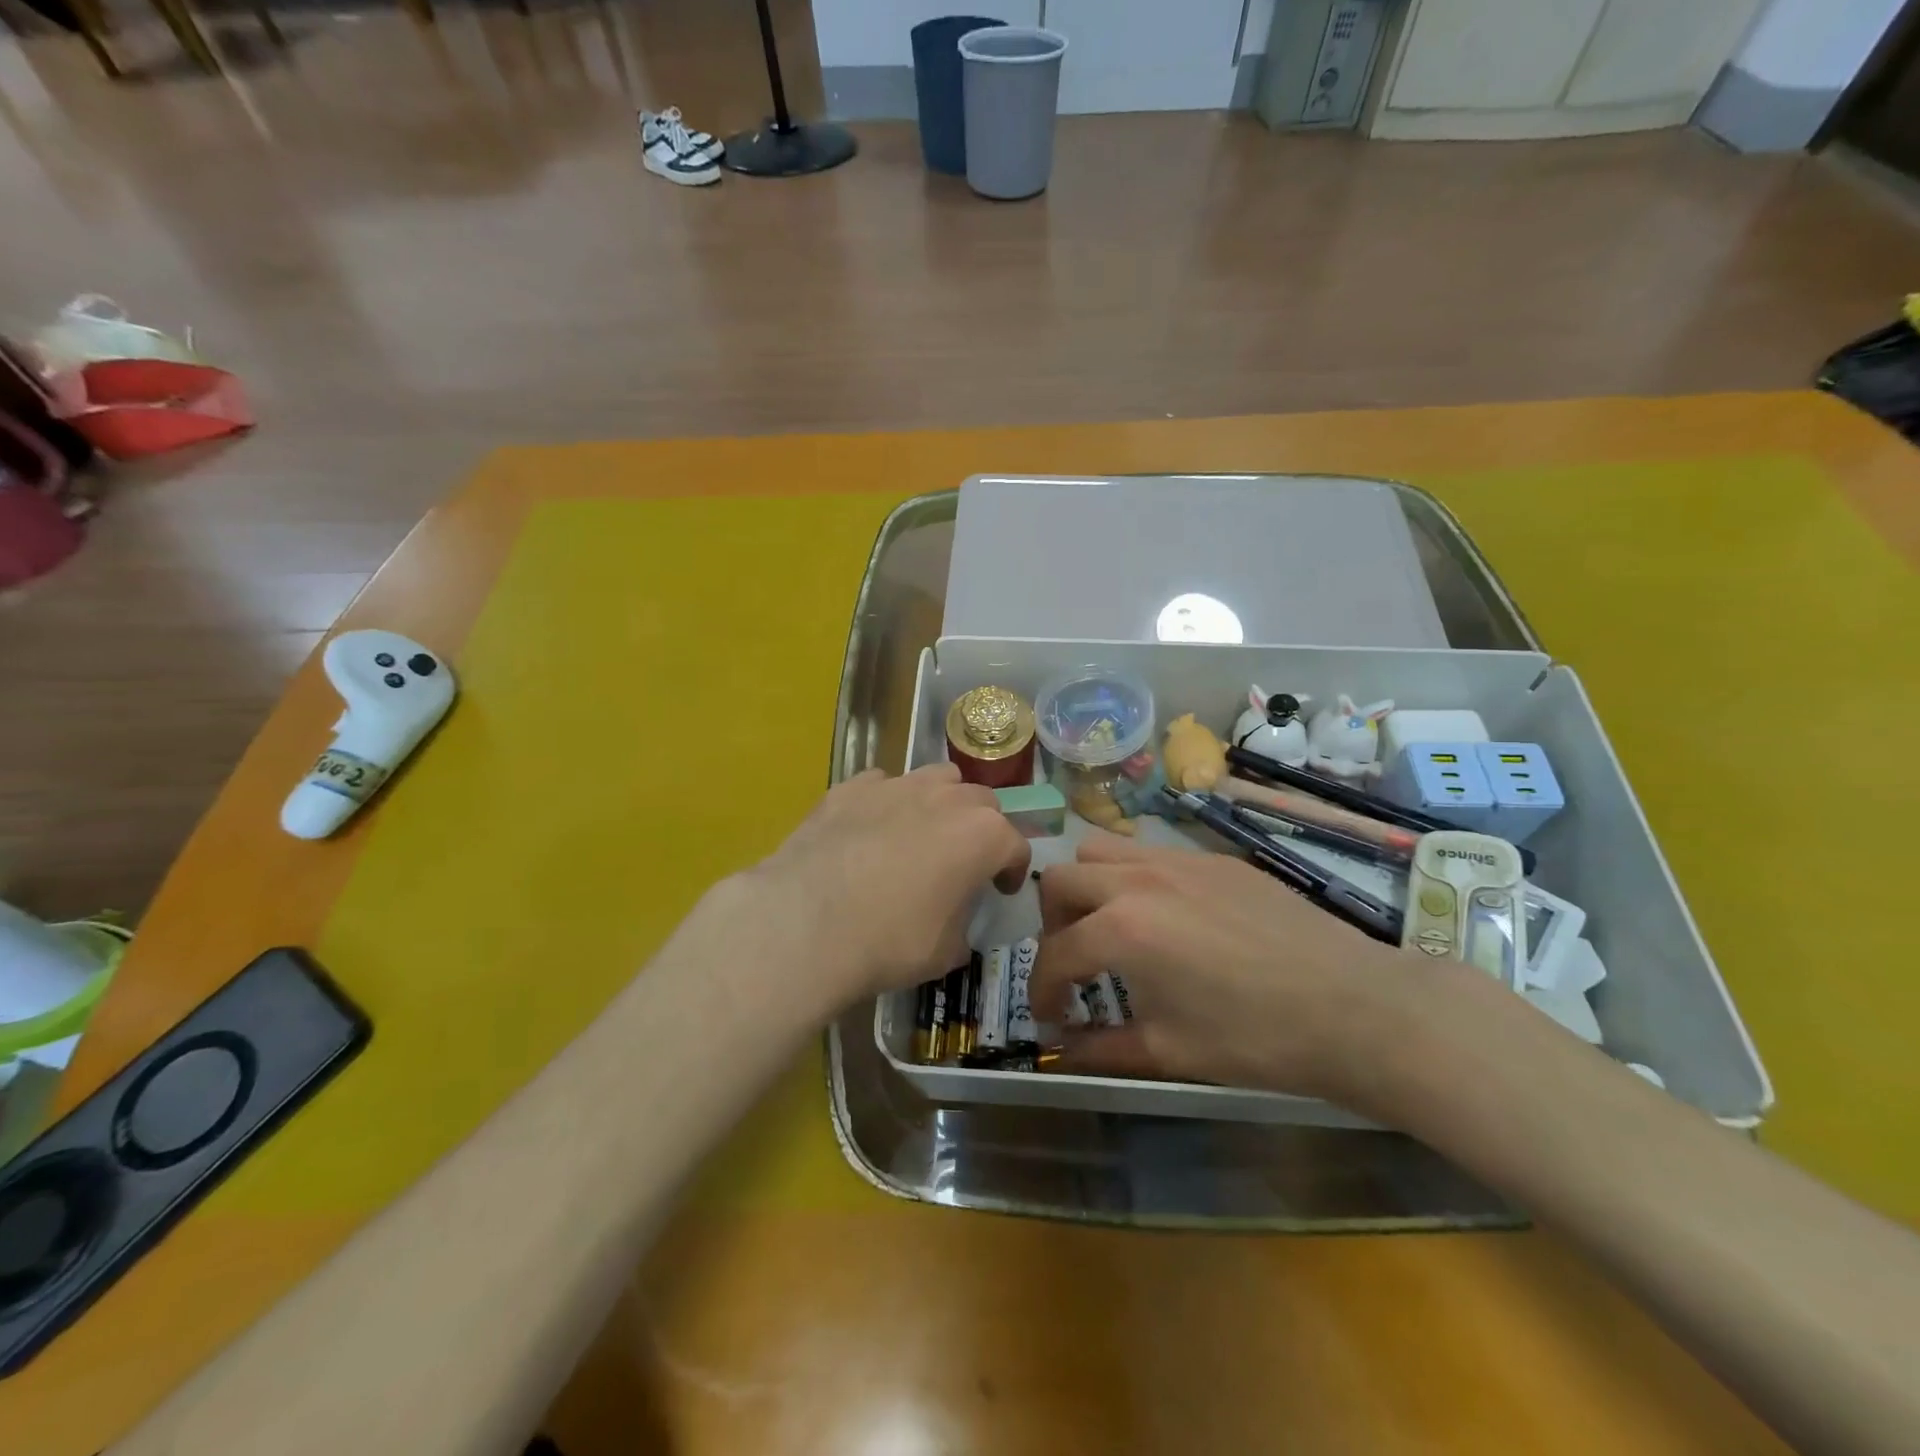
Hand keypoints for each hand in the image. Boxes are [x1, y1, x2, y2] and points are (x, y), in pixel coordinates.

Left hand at [737, 765, 1030, 1009]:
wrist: (805, 924)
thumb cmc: (889, 942)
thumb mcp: (946, 951)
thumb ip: (963, 923)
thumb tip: (955, 918)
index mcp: (982, 835)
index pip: (1015, 845)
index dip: (1013, 869)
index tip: (1001, 890)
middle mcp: (946, 798)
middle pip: (981, 802)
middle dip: (982, 828)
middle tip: (964, 860)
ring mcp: (897, 786)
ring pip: (937, 778)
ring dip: (942, 802)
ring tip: (923, 832)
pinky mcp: (852, 787)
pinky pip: (883, 785)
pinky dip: (888, 803)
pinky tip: (870, 830)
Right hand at [1032, 836, 1430, 1109]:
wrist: (1356, 1008)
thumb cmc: (1258, 1039)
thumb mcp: (1170, 1052)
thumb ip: (1102, 1048)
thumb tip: (1062, 1050)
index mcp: (1121, 929)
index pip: (1055, 953)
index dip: (1042, 990)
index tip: (1051, 1016)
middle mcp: (1138, 880)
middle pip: (1061, 880)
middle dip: (1052, 925)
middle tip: (1075, 964)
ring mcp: (1178, 860)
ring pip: (1102, 850)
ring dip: (1088, 887)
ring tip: (1111, 927)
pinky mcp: (1213, 857)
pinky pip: (1150, 853)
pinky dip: (1134, 879)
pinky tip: (1168, 919)